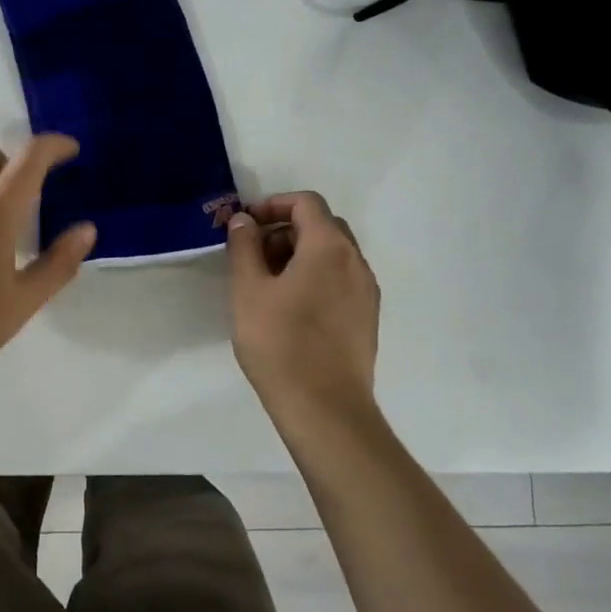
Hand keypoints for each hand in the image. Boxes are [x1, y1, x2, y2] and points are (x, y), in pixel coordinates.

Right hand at [227, 191, 380, 421]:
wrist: (325, 408)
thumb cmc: (280, 343)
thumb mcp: (248, 290)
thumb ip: (244, 247)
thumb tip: (244, 220)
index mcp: (329, 247)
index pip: (306, 203)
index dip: (272, 205)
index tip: (245, 226)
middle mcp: (356, 262)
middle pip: (322, 226)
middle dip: (284, 230)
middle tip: (252, 255)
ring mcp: (366, 292)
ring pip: (332, 255)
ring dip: (299, 255)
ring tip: (266, 285)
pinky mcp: (366, 318)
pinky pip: (340, 280)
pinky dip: (315, 277)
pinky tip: (290, 308)